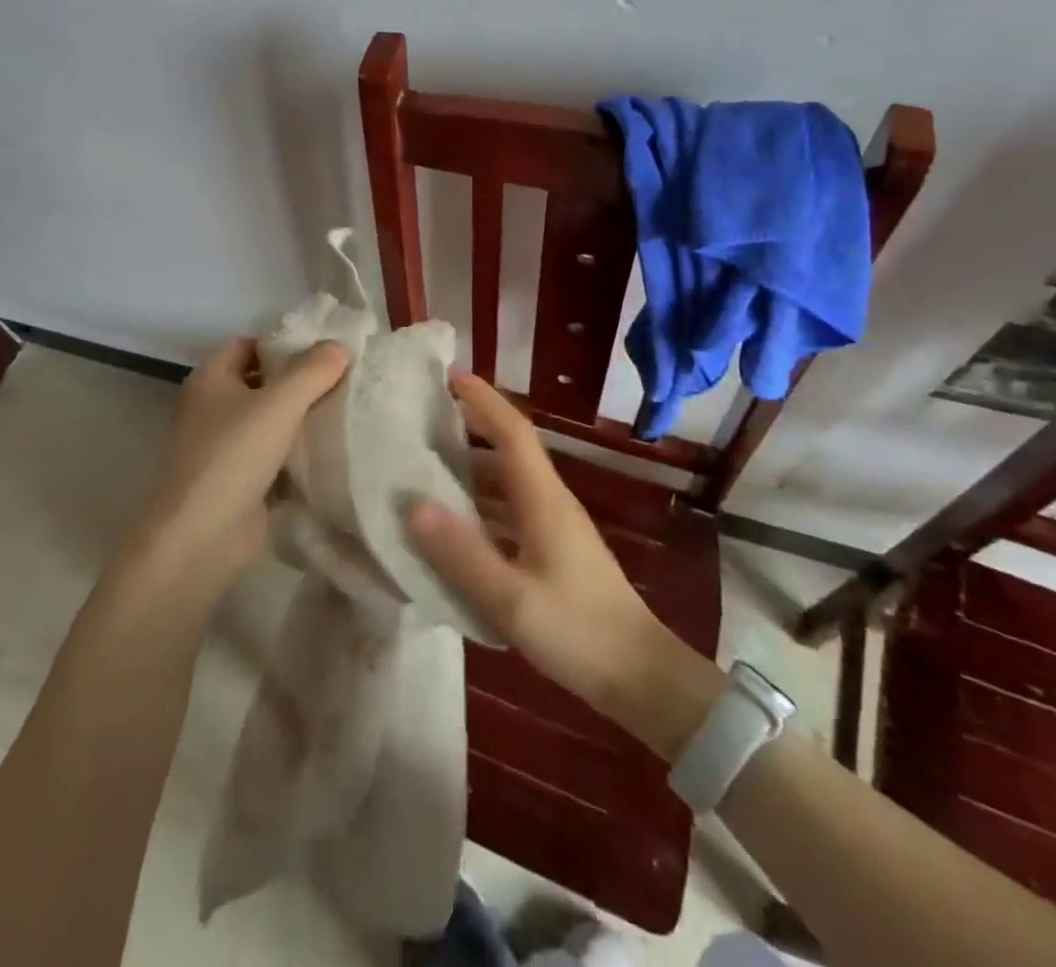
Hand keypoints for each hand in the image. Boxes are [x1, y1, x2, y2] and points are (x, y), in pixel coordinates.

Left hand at [128, 337, 349, 598]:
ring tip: (347, 411)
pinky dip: (297, 454)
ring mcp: (224, 447)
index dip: (283, 344)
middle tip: (344, 379)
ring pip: (270, 422)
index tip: (325, 351)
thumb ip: (312, 371)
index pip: (249, 346)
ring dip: (302, 420)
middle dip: (299, 382)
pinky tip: (332, 451)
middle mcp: (213, 408)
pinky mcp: (239, 481)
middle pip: (262, 383)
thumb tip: (339, 346)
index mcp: (210, 379)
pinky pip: (274, 457)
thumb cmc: (234, 455)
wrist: (202, 537)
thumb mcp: (278, 404)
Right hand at [408, 376, 723, 755]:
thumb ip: (462, 552)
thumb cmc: (578, 631)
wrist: (642, 678)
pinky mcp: (554, 551)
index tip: (450, 377)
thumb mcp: (511, 598)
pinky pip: (511, 509)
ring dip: (475, 465)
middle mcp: (550, 502)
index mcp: (543, 499)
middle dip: (473, 425)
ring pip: (510, 480)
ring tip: (430, 465)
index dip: (483, 400)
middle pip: (510, 449)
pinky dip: (482, 502)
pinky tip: (457, 522)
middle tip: (426, 419)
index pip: (512, 431)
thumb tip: (413, 504)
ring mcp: (555, 527)